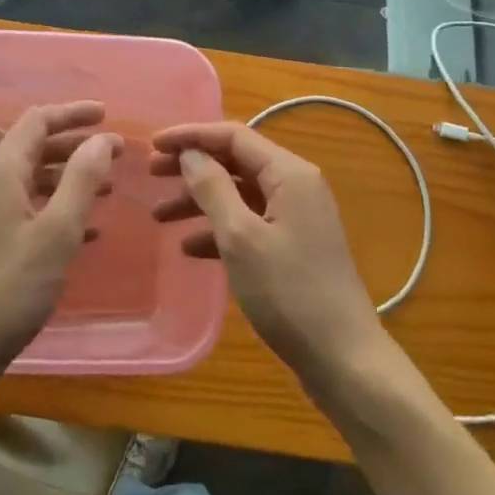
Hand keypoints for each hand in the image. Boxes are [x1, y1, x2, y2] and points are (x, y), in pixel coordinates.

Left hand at [0, 102, 120, 386]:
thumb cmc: (9, 288)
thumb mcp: (56, 232)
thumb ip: (81, 179)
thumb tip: (102, 138)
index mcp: (1, 170)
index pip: (38, 121)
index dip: (73, 113)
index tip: (107, 116)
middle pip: (34, 146)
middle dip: (75, 145)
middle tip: (114, 153)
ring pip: (30, 178)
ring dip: (67, 177)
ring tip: (105, 188)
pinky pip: (23, 207)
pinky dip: (54, 206)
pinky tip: (83, 230)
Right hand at [152, 122, 388, 386]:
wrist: (344, 360)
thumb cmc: (290, 293)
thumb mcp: (241, 238)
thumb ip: (213, 189)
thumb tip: (191, 154)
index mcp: (289, 174)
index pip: (233, 136)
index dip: (191, 135)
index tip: (153, 144)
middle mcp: (295, 186)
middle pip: (235, 162)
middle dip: (192, 166)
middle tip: (151, 174)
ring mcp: (296, 218)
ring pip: (239, 195)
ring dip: (200, 201)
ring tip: (159, 216)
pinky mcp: (292, 247)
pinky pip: (248, 224)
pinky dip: (218, 230)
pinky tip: (189, 248)